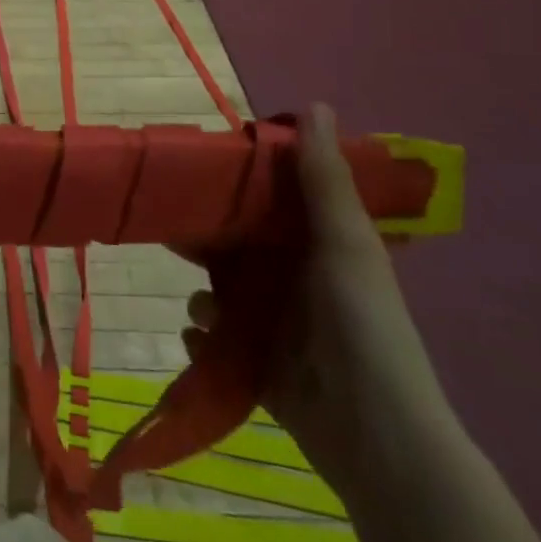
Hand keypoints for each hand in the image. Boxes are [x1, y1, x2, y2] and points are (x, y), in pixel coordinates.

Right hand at [182, 104, 455, 488]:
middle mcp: (290, 282)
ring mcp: (273, 327)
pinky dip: (203, 340)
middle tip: (164, 228)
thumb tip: (313, 104)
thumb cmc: (362, 327)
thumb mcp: (345, 244)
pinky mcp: (255, 367)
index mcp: (314, 247)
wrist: (376, 437)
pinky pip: (212, 342)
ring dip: (202, 299)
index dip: (233, 183)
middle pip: (232, 247)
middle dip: (200, 239)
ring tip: (205, 312)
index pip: (266, 202)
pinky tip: (203, 343)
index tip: (195, 168)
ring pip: (216, 294)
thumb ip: (322, 179)